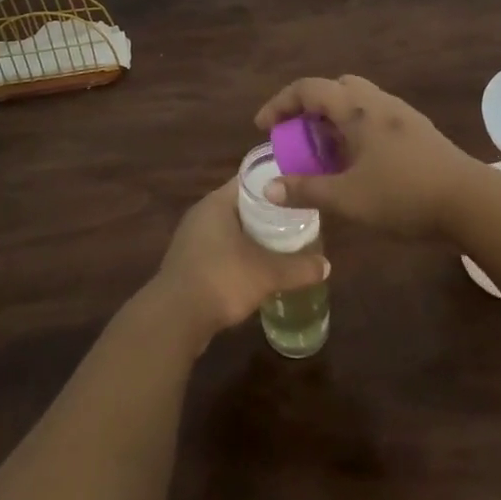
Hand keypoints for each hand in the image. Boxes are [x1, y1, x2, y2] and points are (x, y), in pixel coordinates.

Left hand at [150, 180, 329, 346]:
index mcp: (218, 203)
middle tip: (298, 219)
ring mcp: (193, 239)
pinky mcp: (189, 263)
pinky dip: (240, 255)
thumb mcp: (267, 273)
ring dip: (253, 236)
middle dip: (269, 213)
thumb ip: (298, 267)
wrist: (174, 318)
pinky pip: (221, 250)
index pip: (250, 181)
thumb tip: (326, 265)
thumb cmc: (221, 279)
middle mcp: (202, 214)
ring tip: (283, 243)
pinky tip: (258, 269)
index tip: (299, 190)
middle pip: (242, 205)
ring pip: (231, 230)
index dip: (276, 184)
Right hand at [254, 75, 486, 237]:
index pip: (308, 89)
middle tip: (299, 137)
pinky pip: (376, 117)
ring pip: (358, 102)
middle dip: (310, 107)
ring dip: (335, 119)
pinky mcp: (419, 130)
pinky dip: (356, 129)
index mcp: (356, 109)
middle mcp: (377, 102)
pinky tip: (360, 163)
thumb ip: (306, 190)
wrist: (470, 202)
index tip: (263, 127)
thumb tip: (268, 188)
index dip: (280, 103)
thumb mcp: (347, 198)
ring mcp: (402, 114)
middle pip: (335, 87)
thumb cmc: (403, 195)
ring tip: (326, 154)